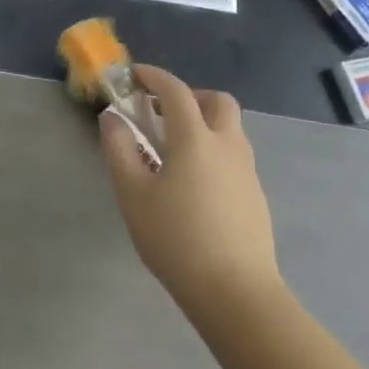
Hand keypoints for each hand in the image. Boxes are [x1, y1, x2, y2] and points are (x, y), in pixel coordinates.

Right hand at [98, 65, 282, 331]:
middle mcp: (228, 145)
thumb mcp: (133, 194)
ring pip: (230, 129)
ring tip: (174, 150)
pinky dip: (214, 151)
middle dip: (190, 96)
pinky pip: (234, 156)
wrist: (235, 293)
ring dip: (204, 123)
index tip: (135, 76)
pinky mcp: (256, 196)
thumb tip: (113, 119)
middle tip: (164, 112)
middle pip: (217, 101)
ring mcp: (247, 171)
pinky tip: (194, 183)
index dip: (154, 77)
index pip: (176, 91)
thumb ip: (119, 150)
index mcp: (196, 139)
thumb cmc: (176, 239)